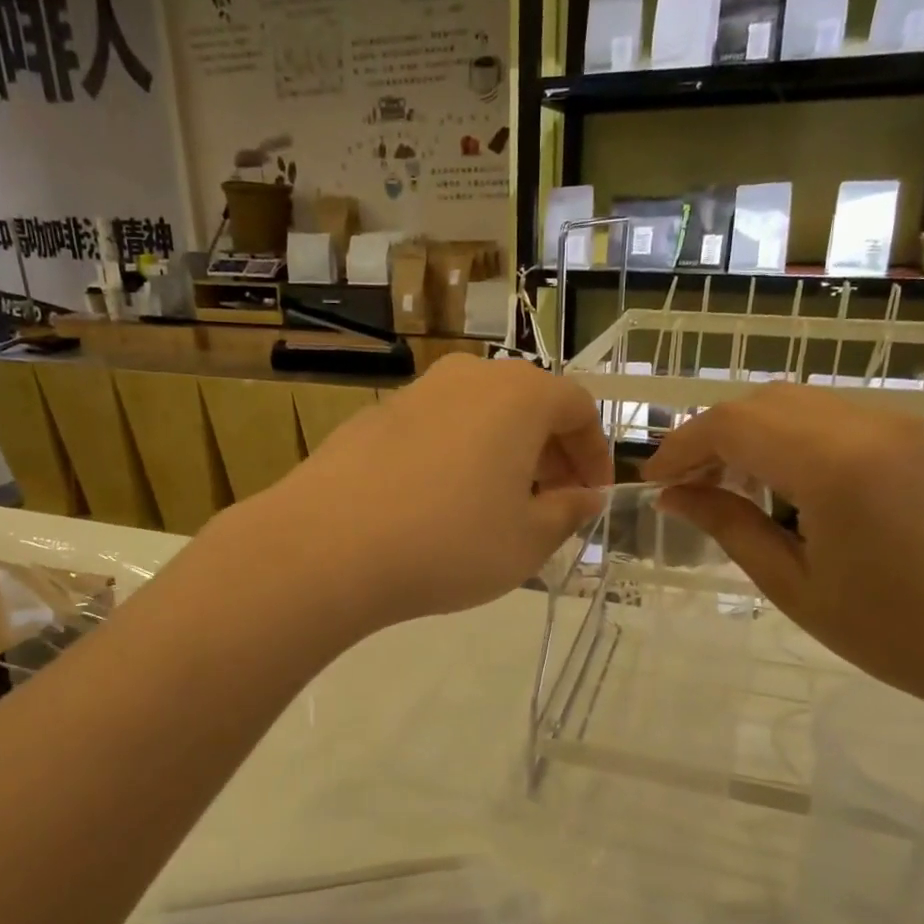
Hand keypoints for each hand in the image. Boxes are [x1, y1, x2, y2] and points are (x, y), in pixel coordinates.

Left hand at [239, 355, 610, 631]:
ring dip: (502, 453)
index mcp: (519, 395)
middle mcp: (468, 377)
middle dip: (550, 452)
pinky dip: (456, 456)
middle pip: (527, 404)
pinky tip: (438, 503)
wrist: (328, 546)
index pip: (577, 408)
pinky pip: (436, 429)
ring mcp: (415, 392)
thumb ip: (568, 512)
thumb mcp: (528, 540)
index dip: (595, 453)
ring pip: (479, 415)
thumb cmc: (450, 542)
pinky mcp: (374, 417)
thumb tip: (586, 497)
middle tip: (551, 501)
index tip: (593, 495)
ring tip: (497, 505)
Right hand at [641, 383, 923, 714]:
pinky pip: (823, 416)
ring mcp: (890, 423)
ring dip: (744, 434)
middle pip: (758, 403)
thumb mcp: (791, 583)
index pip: (732, 426)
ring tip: (720, 487)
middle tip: (682, 487)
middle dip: (708, 437)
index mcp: (833, 466)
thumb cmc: (891, 630)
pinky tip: (770, 481)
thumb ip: (727, 525)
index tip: (652, 483)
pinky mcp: (904, 434)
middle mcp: (863, 425)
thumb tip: (672, 495)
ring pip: (789, 403)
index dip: (681, 447)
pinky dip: (780, 436)